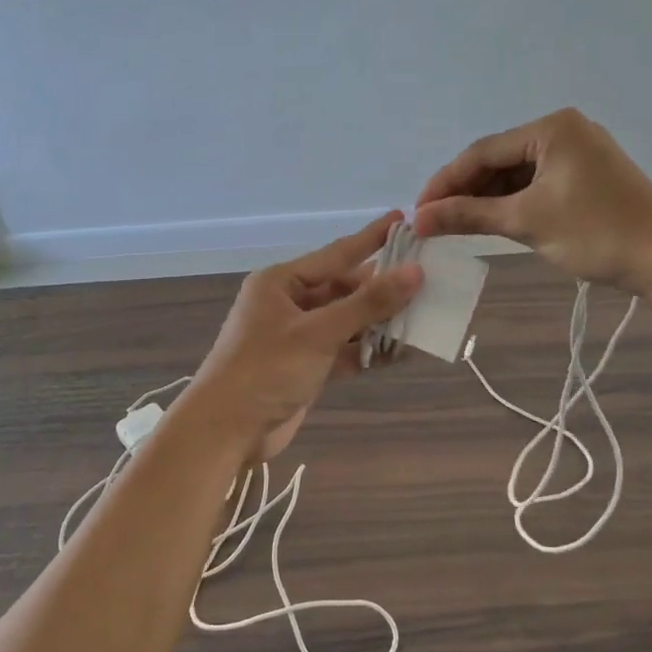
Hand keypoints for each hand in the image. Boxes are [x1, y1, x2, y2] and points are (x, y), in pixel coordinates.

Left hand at [188, 213, 422, 462]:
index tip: (401, 220)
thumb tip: (414, 273)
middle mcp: (287, 303)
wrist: (225, 431)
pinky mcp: (304, 366)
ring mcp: (296, 337)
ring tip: (422, 315)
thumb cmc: (266, 369)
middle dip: (380, 289)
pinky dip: (366, 351)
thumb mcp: (319, 332)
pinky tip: (399, 352)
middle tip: (425, 279)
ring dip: (377, 323)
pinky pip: (342, 349)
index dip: (370, 238)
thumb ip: (368, 304)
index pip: (335, 254)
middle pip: (343, 288)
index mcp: (280, 282)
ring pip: (345, 321)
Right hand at [414, 109, 651, 291]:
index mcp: (551, 128)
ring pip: (517, 174)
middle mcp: (564, 130)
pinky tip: (492, 221)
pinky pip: (537, 184)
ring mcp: (578, 152)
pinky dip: (513, 203)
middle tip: (433, 221)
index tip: (418, 210)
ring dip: (487, 199)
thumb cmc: (596, 233)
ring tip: (456, 225)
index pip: (482, 152)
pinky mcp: (587, 176)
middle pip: (499, 160)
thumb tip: (418, 219)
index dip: (446, 182)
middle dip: (465, 191)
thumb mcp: (526, 221)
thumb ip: (469, 215)